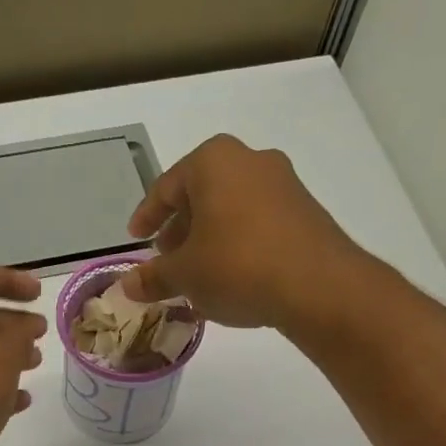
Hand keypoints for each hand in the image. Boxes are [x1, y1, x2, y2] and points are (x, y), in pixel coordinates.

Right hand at [121, 135, 386, 335]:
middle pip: (202, 194)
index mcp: (213, 161)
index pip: (166, 187)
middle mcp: (250, 160)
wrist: (317, 285)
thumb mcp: (185, 275)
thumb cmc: (237, 266)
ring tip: (197, 274)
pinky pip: (257, 224)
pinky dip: (237, 245)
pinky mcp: (305, 212)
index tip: (136, 238)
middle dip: (180, 228)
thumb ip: (154, 277)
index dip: (147, 216)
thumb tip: (128, 285)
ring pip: (231, 209)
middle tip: (166, 258)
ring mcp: (283, 184)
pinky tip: (231, 278)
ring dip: (209, 239)